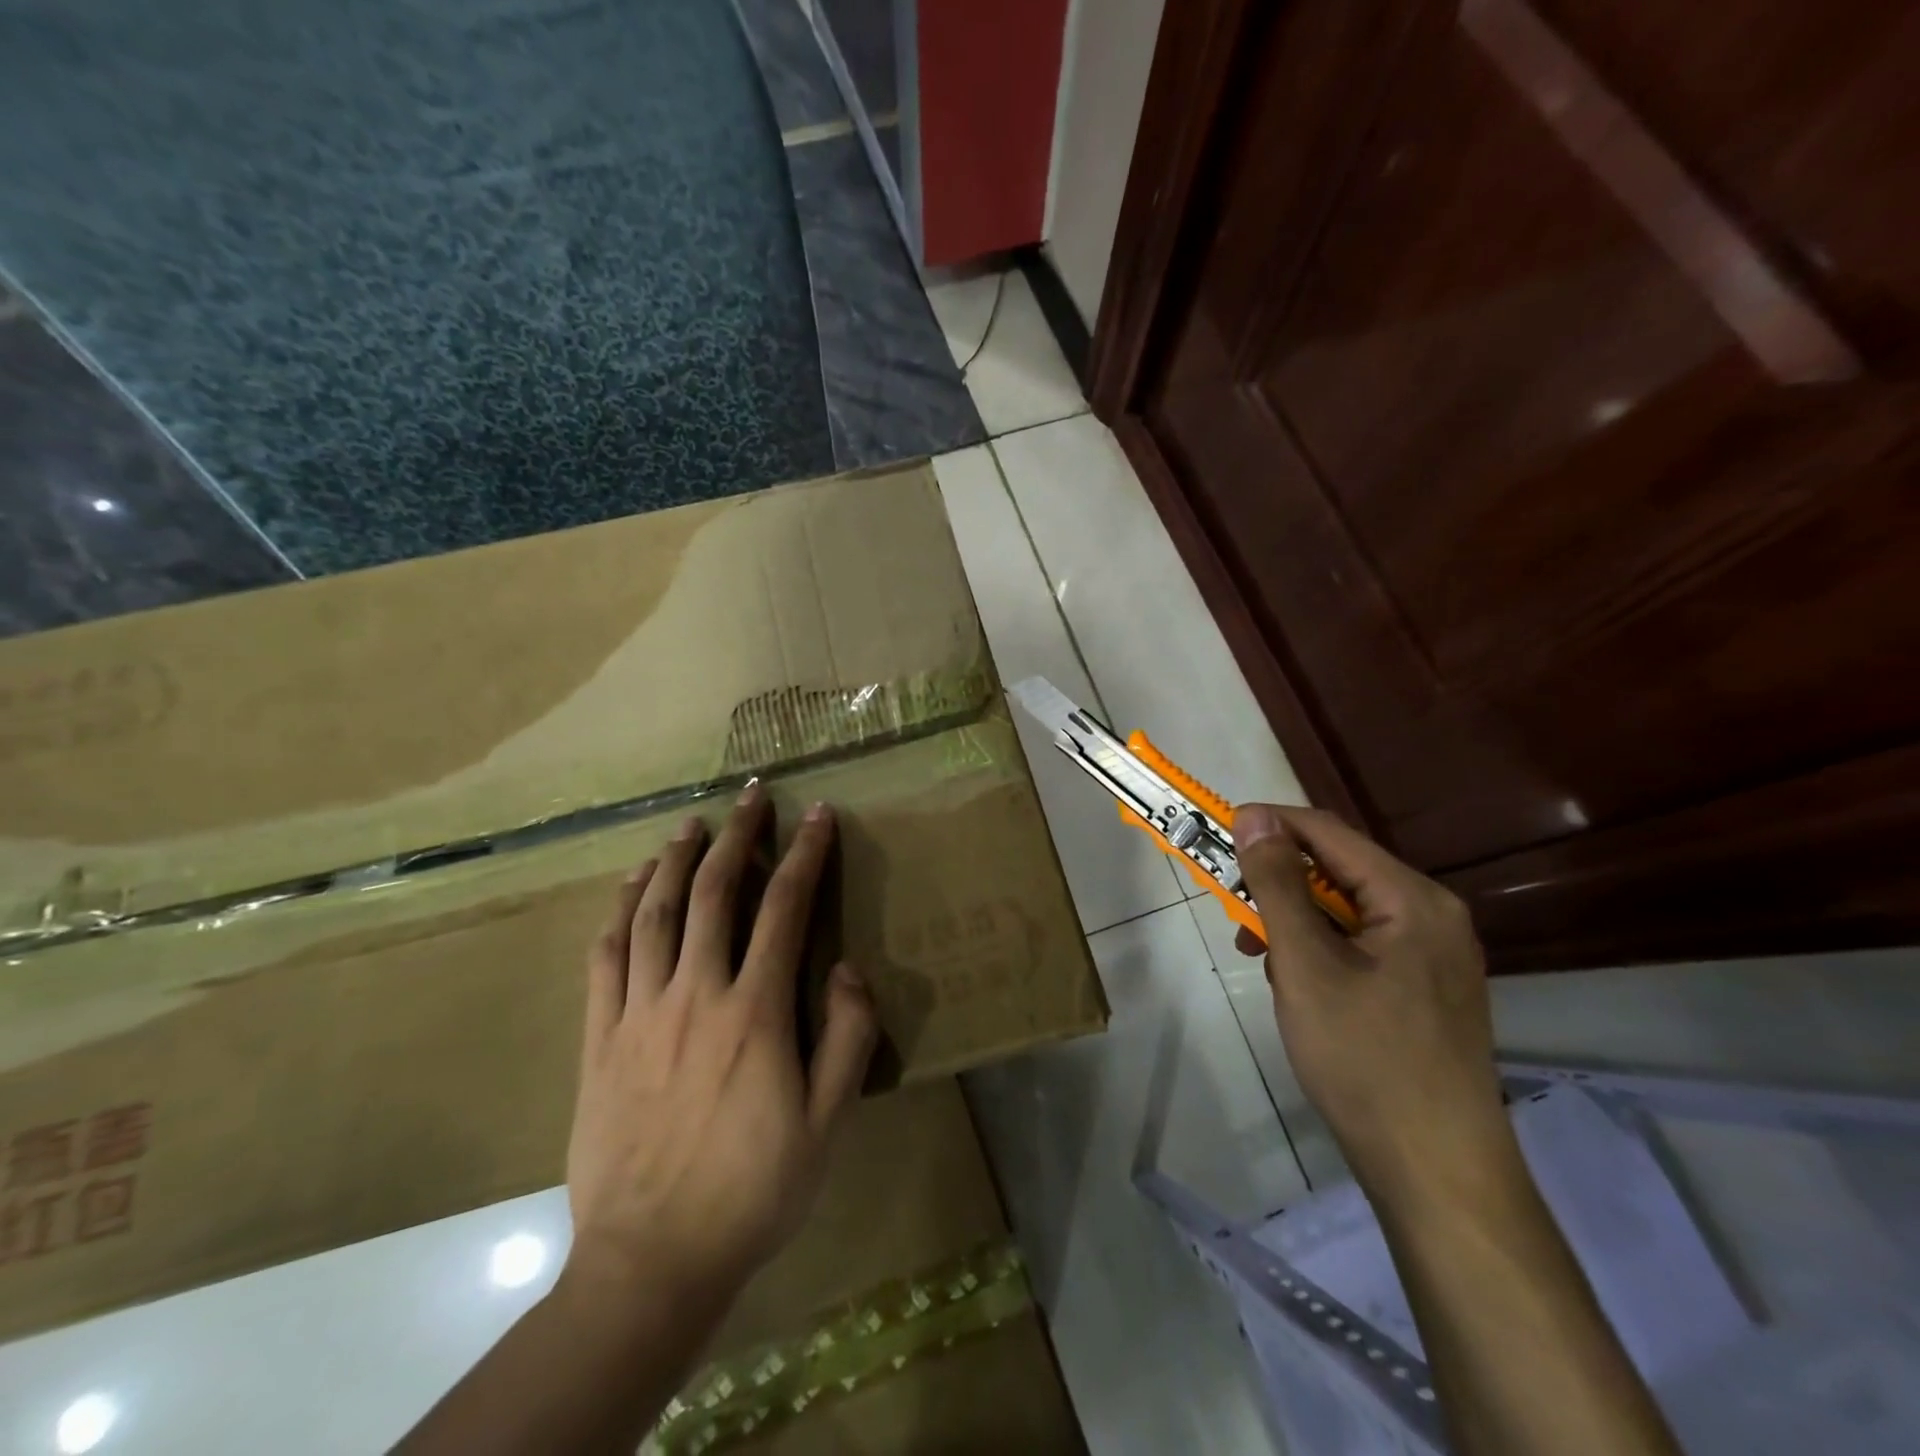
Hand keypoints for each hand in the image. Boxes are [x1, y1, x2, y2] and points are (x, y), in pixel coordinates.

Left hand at [564, 787, 878, 1312]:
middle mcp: (696, 994)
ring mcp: (639, 1012)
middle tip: (750, 795)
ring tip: (691, 823)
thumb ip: (847, 1037)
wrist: (651, 1261)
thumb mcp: (827, 1122)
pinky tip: (631, 884)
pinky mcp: (599, 1037)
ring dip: (675, 858)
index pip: (785, 908)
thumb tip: (845, 967)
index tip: (817, 814)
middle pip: (715, 892)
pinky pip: (607, 957)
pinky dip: (620, 910)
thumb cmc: (753, 1190)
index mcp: (755, 1012)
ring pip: (655, 912)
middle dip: (737, 835)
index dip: (805, 854)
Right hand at [1232, 803, 1509, 1197]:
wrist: (1436, 1171)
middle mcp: (1430, 915)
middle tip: (1231, 905)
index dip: (1267, 824)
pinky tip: (1295, 983)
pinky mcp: (1423, 990)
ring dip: (1292, 920)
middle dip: (1276, 882)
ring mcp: (1431, 956)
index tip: (1214, 834)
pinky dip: (1317, 950)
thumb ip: (1278, 884)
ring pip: (1343, 911)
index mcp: (1412, 899)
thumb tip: (1254, 818)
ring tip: (1257, 953)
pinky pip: (1359, 945)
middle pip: (1337, 871)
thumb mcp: (1306, 963)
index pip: (1327, 832)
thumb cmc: (1364, 1058)